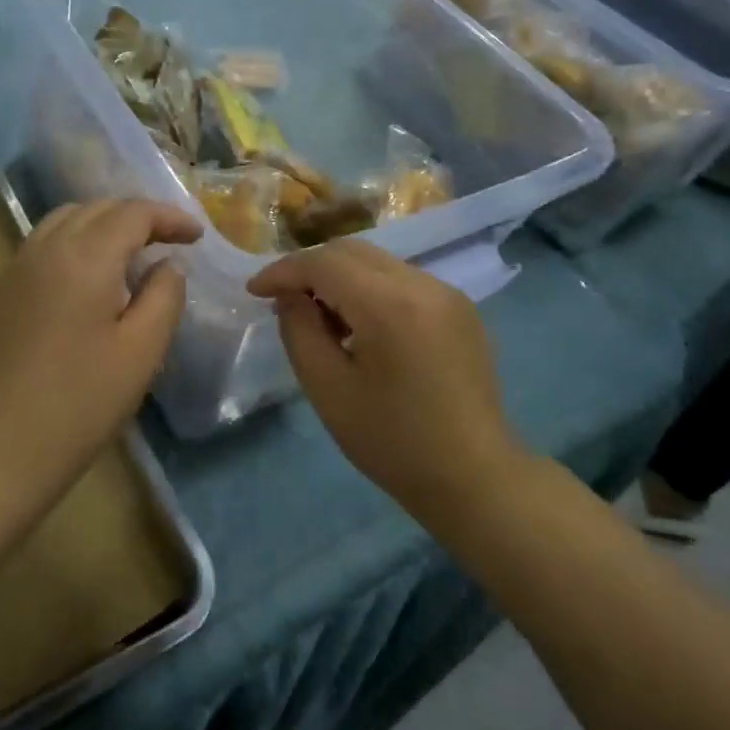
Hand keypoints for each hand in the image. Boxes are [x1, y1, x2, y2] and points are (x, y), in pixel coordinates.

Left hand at [0, 199, 199, 488]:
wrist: (2, 446)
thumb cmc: (82, 401)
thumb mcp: (142, 350)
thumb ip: (164, 295)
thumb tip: (167, 264)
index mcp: (85, 257)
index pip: (133, 213)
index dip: (170, 217)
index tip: (197, 236)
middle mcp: (46, 248)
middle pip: (98, 208)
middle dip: (138, 216)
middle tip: (169, 241)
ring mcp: (17, 267)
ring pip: (66, 219)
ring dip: (103, 223)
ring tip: (129, 251)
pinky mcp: (0, 290)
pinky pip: (43, 243)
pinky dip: (74, 241)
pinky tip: (87, 276)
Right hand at [248, 240, 522, 521]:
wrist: (475, 478)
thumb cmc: (393, 441)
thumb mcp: (328, 390)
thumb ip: (300, 331)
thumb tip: (291, 296)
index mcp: (389, 305)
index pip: (324, 263)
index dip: (283, 271)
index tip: (254, 291)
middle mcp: (422, 284)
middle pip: (351, 251)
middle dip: (311, 268)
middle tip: (284, 302)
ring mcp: (446, 292)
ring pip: (377, 262)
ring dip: (340, 277)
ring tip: (321, 317)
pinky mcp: (459, 307)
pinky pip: (402, 279)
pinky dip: (370, 288)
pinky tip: (361, 325)